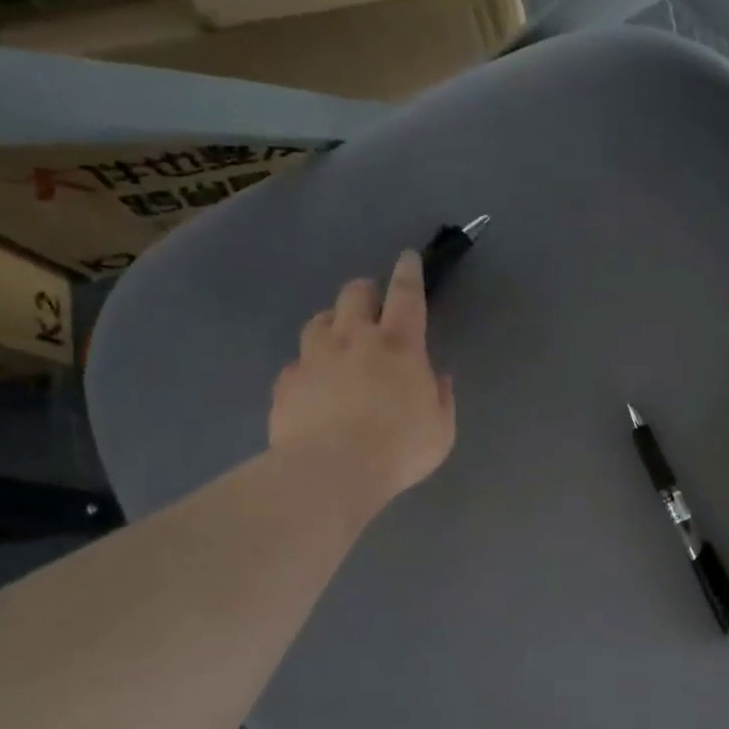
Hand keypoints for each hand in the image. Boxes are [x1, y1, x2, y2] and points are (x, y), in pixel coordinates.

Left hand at [269, 251, 455, 506]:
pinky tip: (314, 383)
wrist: (331, 471)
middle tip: (372, 306)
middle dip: (365, 292)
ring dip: (332, 323)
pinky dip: (309, 366)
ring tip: (338, 339)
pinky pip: (297, 362)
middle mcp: (355, 340)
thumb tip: (437, 378)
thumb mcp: (441, 430)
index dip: (408, 272)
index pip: (406, 295)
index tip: (407, 257)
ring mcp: (315, 358)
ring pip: (319, 320)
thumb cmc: (398, 449)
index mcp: (400, 346)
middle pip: (354, 294)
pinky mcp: (287, 382)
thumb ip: (441, 399)